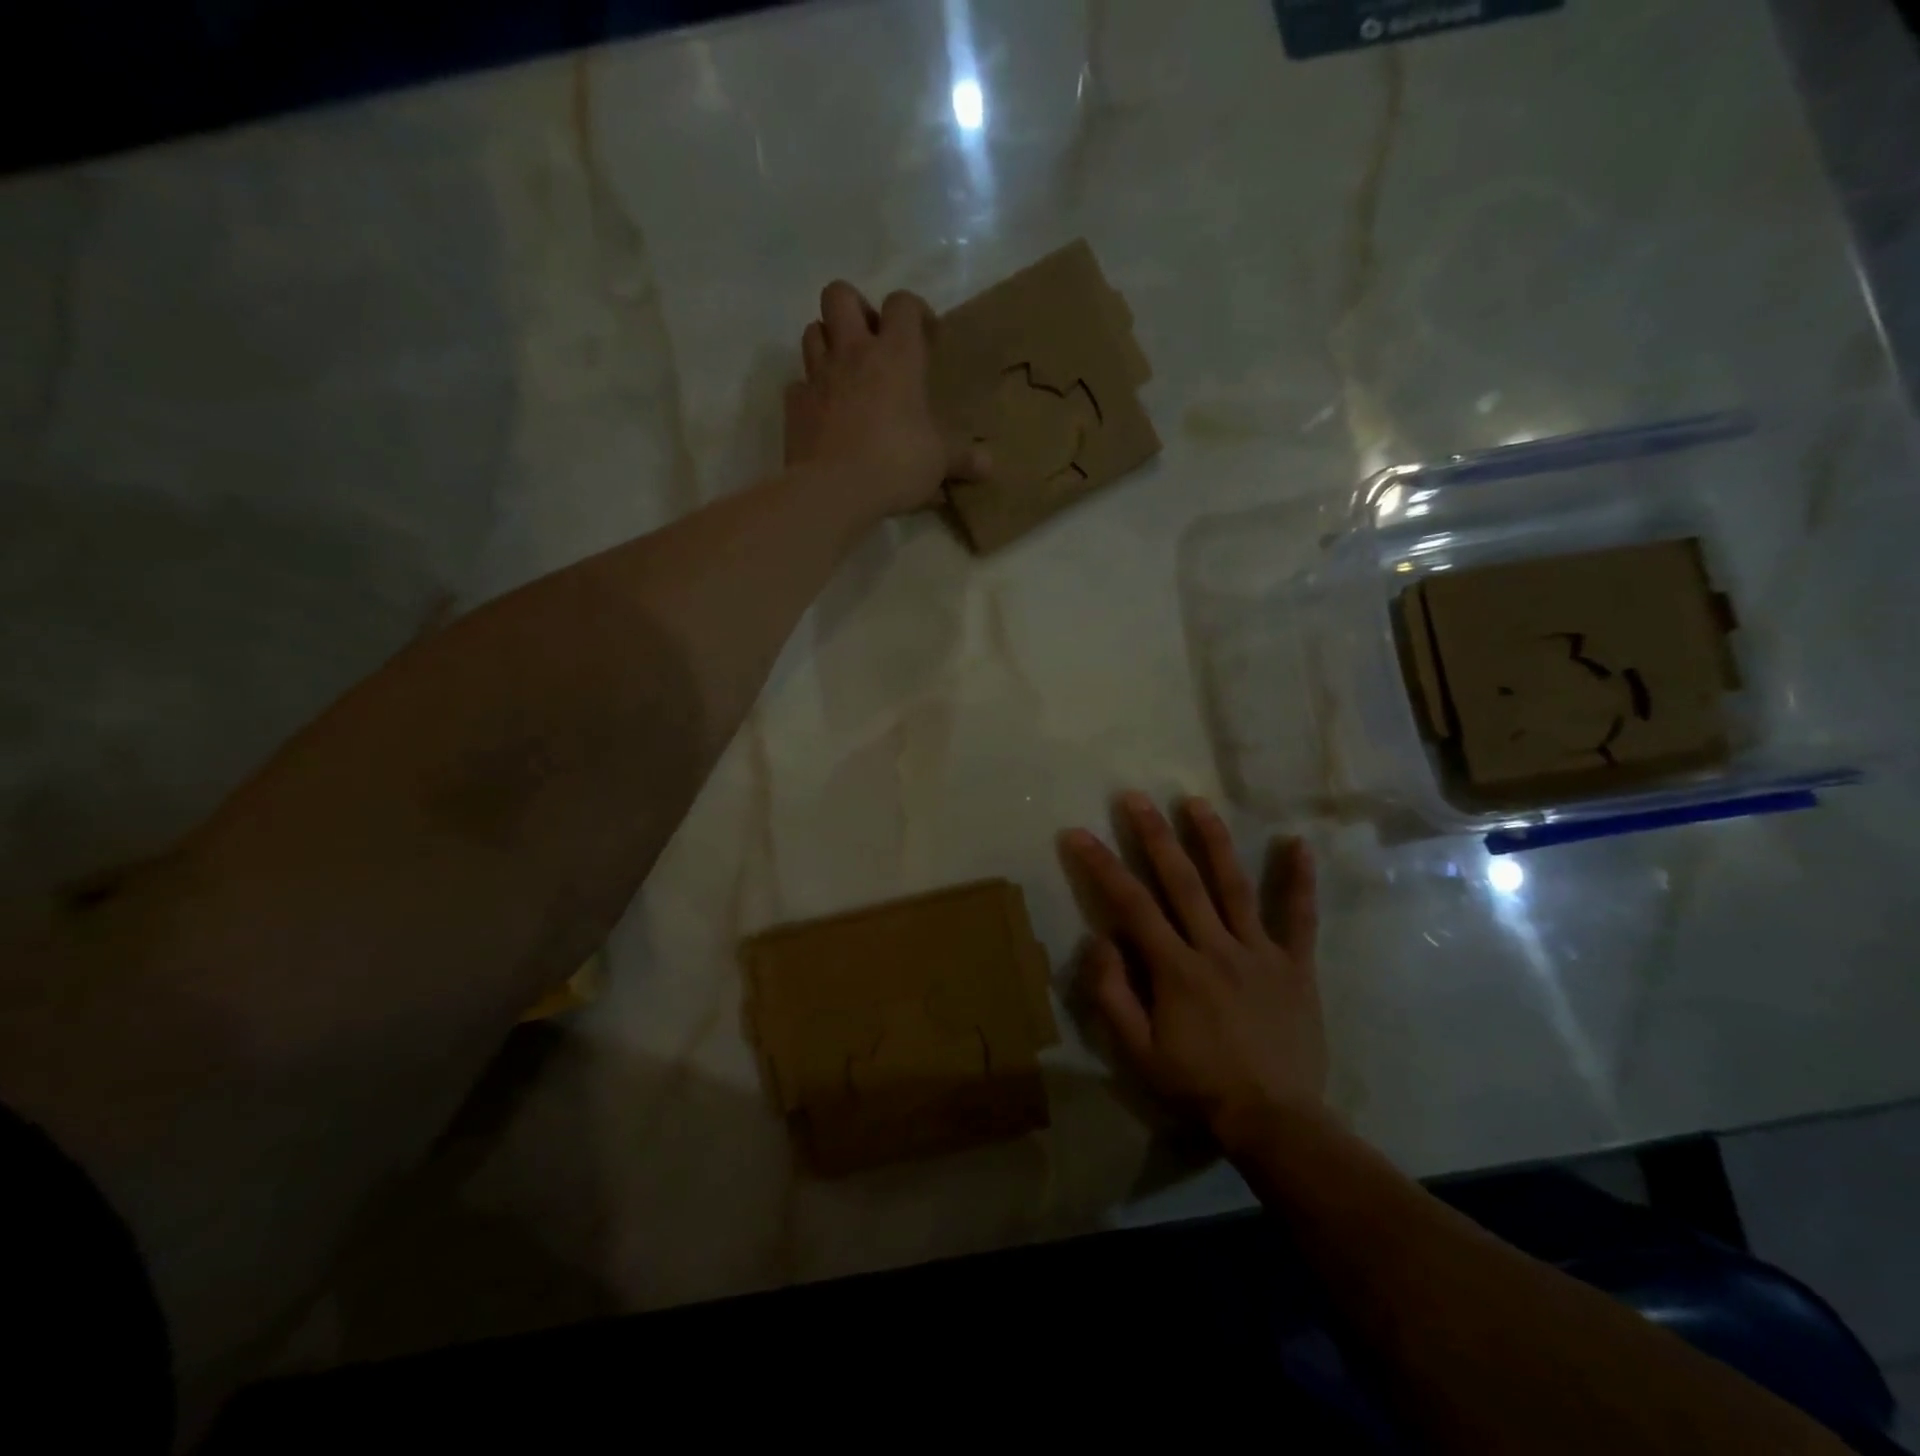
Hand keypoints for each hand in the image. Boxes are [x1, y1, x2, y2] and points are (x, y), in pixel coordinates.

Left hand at [784, 281, 987, 517]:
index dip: (914, 311)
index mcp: (896, 355)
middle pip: (839, 295)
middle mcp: (853, 353)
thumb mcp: (939, 462)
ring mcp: (818, 376)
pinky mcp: (794, 405)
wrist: (835, 489)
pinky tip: (824, 413)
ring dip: (827, 342)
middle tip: (871, 342)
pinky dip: (810, 392)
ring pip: (812, 331)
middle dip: (855, 309)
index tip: (925, 336)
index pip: (902, 304)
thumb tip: (990, 466)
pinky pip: (798, 384)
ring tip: (845, 372)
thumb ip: (963, 459)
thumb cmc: (896, 463)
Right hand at [1063, 793, 1326, 1143]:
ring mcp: (1260, 952)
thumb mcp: (1138, 1052)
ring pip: (1234, 886)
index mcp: (1176, 969)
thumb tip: (1099, 939)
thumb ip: (1113, 994)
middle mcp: (1216, 948)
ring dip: (1213, 841)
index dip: (1101, 866)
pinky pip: (1299, 918)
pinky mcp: (1295, 965)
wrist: (1274, 1120)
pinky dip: (1299, 880)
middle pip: (1181, 881)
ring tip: (1196, 802)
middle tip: (1135, 797)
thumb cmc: (1198, 1085)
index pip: (1131, 905)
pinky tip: (1297, 843)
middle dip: (1154, 835)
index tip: (1078, 834)